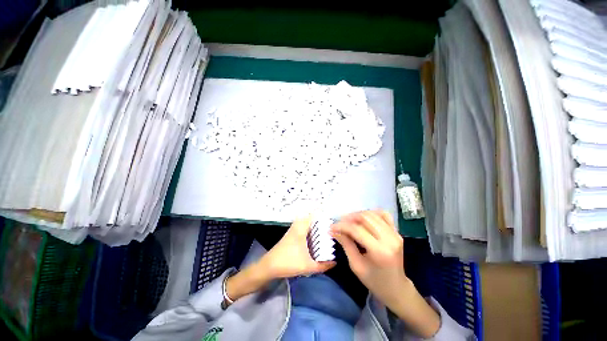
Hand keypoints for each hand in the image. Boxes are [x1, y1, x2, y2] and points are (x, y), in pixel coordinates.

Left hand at [226, 216, 334, 303]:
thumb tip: (335, 263)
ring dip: (315, 225)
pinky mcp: (291, 235)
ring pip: (306, 223)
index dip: (323, 213)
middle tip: (331, 226)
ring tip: (326, 231)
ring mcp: (293, 230)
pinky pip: (303, 228)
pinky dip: (310, 230)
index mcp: (301, 228)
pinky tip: (315, 238)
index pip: (313, 215)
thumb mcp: (308, 266)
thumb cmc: (288, 262)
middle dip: (321, 220)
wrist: (269, 267)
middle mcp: (297, 226)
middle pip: (311, 217)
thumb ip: (323, 265)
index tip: (333, 217)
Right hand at [331, 210, 406, 304]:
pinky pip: (383, 215)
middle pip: (365, 218)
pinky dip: (371, 213)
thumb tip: (334, 230)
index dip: (342, 226)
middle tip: (339, 223)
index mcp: (379, 251)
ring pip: (373, 214)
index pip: (357, 230)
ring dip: (358, 214)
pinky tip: (364, 219)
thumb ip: (346, 244)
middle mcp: (389, 239)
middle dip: (349, 218)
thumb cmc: (374, 281)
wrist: (396, 288)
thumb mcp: (356, 265)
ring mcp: (395, 234)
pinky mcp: (397, 232)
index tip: (331, 227)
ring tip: (349, 221)